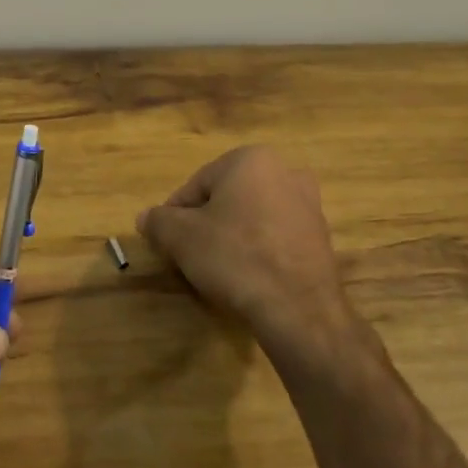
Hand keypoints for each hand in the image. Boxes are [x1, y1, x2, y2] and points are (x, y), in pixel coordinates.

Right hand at [137, 146, 358, 369]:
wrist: (298, 308)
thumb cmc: (234, 257)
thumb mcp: (181, 237)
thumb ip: (159, 221)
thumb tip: (145, 217)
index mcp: (251, 159)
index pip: (196, 185)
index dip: (176, 215)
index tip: (168, 242)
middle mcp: (285, 171)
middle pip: (226, 198)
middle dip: (206, 224)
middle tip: (190, 256)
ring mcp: (309, 205)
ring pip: (252, 217)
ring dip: (232, 237)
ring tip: (218, 270)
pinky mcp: (321, 237)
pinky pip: (275, 237)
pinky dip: (258, 251)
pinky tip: (248, 278)